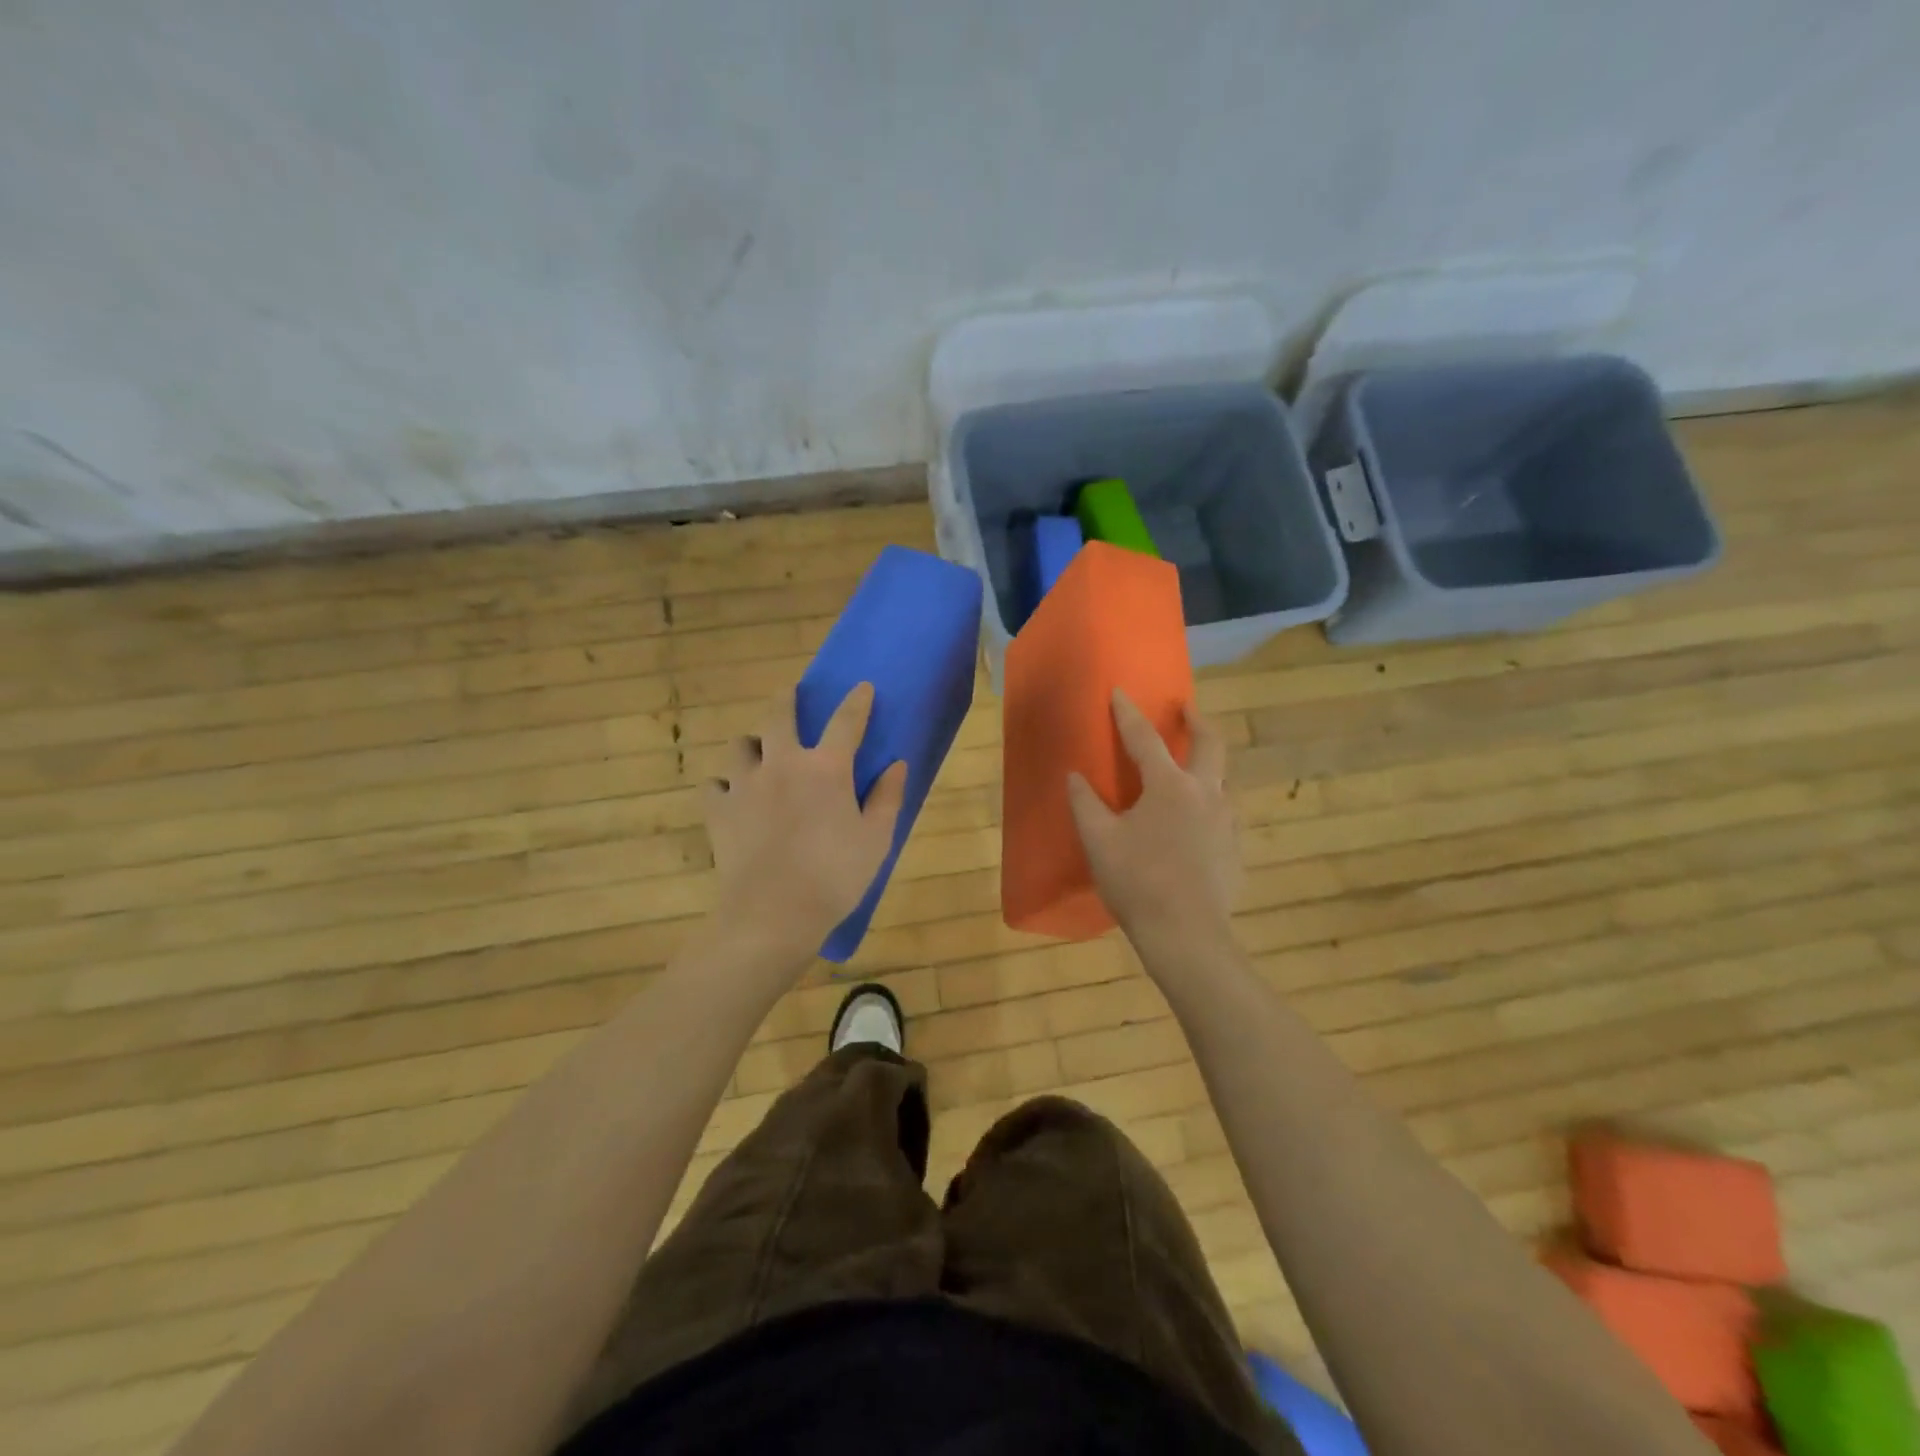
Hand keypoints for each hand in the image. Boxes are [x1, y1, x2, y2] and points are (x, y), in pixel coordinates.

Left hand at [703, 681, 907, 963]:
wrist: (773, 915)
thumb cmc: (835, 877)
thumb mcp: (876, 840)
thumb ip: (887, 798)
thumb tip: (896, 765)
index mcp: (826, 769)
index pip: (846, 721)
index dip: (857, 701)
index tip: (862, 686)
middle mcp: (783, 764)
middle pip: (779, 716)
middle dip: (787, 699)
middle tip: (791, 694)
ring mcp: (745, 785)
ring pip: (740, 746)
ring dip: (753, 744)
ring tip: (760, 755)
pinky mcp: (718, 811)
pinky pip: (715, 785)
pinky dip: (725, 785)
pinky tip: (734, 797)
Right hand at [1067, 690, 1239, 944]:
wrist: (1187, 935)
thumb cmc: (1137, 882)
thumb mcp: (1099, 841)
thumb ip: (1085, 804)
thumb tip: (1075, 777)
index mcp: (1170, 786)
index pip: (1145, 739)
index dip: (1129, 714)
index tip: (1120, 692)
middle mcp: (1206, 794)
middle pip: (1211, 744)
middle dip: (1197, 722)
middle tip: (1187, 710)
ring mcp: (1227, 822)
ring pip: (1223, 780)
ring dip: (1208, 765)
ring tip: (1192, 770)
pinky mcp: (1236, 849)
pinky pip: (1225, 813)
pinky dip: (1211, 803)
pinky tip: (1198, 823)